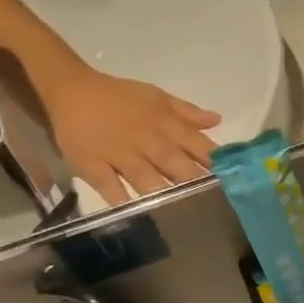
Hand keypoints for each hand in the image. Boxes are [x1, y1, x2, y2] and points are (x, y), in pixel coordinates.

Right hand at [39, 67, 221, 205]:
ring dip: (163, 193)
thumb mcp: (158, 97)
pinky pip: (108, 184)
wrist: (71, 90)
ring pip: (145, 177)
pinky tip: (136, 212)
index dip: (214, 162)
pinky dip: (121, 198)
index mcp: (165, 123)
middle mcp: (146, 140)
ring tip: (182, 211)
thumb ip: (187, 113)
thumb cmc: (120, 97)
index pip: (197, 144)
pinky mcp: (91, 164)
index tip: (231, 178)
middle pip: (175, 164)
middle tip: (213, 202)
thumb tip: (217, 121)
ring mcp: (118, 153)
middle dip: (194, 182)